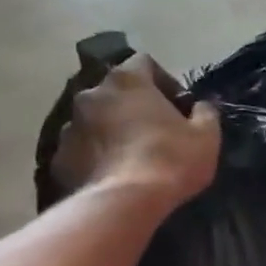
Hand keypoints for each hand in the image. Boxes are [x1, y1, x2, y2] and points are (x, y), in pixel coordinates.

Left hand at [50, 55, 220, 207]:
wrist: (125, 203)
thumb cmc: (171, 160)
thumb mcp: (206, 136)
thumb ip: (205, 113)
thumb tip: (200, 106)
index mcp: (127, 81)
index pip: (144, 62)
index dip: (163, 80)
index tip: (176, 105)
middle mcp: (92, 94)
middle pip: (115, 92)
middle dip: (133, 106)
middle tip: (154, 132)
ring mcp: (69, 126)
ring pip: (94, 121)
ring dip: (111, 131)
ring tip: (130, 157)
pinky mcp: (59, 157)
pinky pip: (81, 150)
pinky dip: (95, 157)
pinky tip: (113, 176)